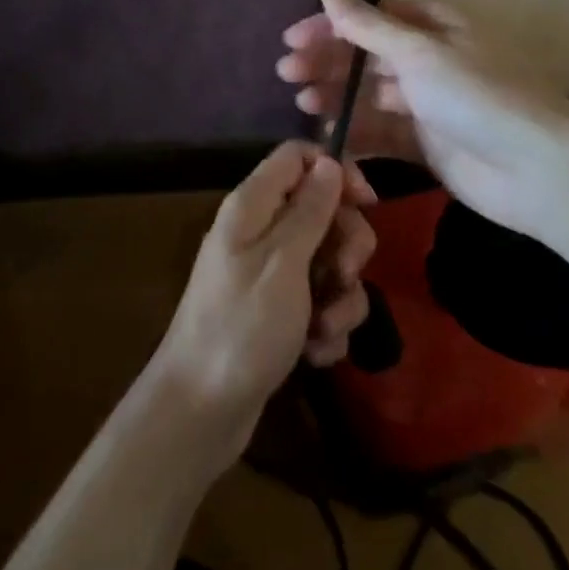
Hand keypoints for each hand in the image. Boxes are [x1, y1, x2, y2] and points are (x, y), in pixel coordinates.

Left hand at [151, 142, 375, 461]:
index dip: (336, 170)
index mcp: (252, 206)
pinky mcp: (278, 312)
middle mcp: (260, 231)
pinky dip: (325, 326)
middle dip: (346, 244)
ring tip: (324, 329)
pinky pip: (319, 301)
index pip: (298, 157)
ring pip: (327, 261)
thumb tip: (329, 161)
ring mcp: (269, 274)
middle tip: (345, 275)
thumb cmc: (241, 328)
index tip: (367, 202)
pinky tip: (316, 353)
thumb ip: (310, 210)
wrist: (200, 412)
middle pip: (321, 210)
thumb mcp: (283, 263)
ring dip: (339, 297)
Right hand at [278, 0, 568, 239]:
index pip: (371, 18)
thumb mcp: (420, 53)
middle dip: (327, 62)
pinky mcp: (425, 145)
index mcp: (434, 28)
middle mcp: (429, 61)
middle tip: (287, 73)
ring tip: (302, 103)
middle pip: (366, 56)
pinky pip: (381, 133)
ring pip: (369, 94)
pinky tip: (328, 134)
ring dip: (335, 95)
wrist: (537, 171)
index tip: (292, 39)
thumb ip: (369, 27)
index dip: (331, 26)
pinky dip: (354, 132)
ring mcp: (427, 105)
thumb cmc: (477, 96)